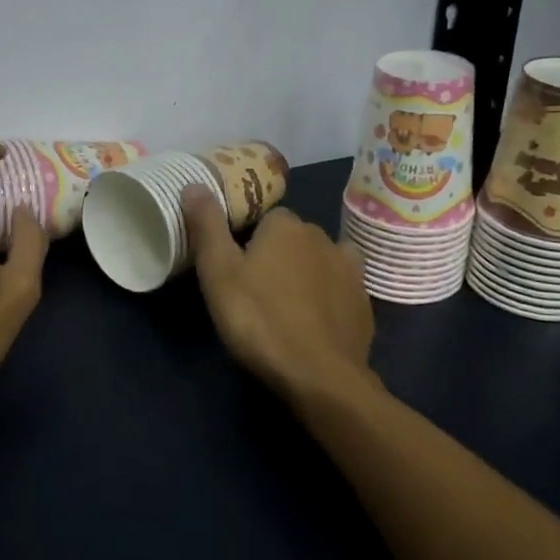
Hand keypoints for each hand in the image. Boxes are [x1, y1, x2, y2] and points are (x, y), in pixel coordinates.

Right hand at [182, 187, 380, 406]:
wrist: (319, 375)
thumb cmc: (259, 319)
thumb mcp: (218, 272)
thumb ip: (207, 225)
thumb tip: (195, 184)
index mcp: (286, 226)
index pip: (265, 219)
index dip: (248, 241)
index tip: (236, 269)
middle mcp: (322, 237)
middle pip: (293, 238)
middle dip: (278, 256)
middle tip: (255, 291)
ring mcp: (349, 270)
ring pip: (320, 261)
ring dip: (307, 274)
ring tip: (287, 306)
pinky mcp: (364, 303)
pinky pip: (341, 289)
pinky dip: (329, 298)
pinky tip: (315, 321)